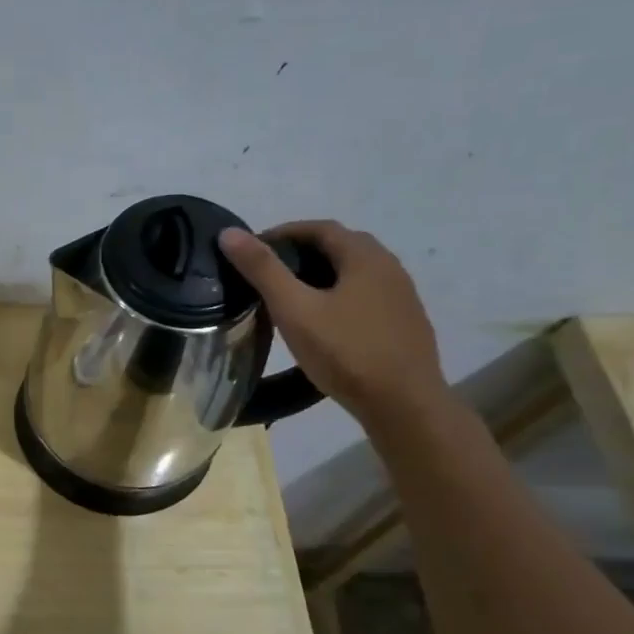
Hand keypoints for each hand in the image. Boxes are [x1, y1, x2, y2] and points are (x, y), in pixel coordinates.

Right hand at [218, 220, 447, 429]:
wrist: (404, 405)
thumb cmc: (345, 352)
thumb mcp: (294, 309)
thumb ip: (262, 270)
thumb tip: (229, 233)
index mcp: (365, 257)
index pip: (320, 228)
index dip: (284, 233)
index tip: (253, 250)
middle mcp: (389, 267)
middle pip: (341, 247)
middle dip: (303, 252)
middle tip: (269, 273)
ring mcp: (402, 297)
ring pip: (355, 273)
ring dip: (322, 275)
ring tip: (292, 298)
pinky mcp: (405, 324)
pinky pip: (366, 297)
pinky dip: (339, 296)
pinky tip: (324, 323)